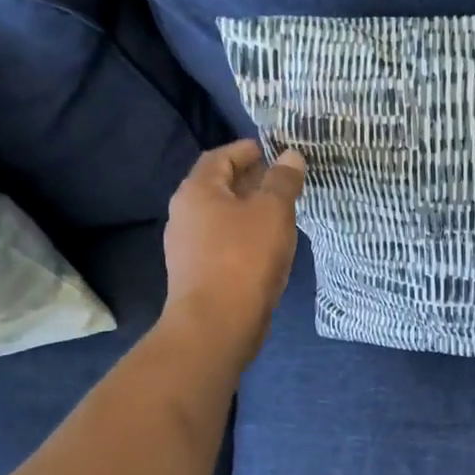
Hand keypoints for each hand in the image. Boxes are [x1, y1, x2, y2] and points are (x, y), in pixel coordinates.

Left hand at [163, 140, 306, 363]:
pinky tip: (266, 246)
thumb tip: (290, 156)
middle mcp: (184, 214)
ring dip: (248, 209)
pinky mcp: (196, 273)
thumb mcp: (273, 211)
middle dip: (250, 179)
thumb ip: (283, 180)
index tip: (273, 150)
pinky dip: (243, 235)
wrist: (216, 324)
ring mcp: (187, 246)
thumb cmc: (244, 258)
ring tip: (281, 212)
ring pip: (221, 216)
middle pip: (218, 186)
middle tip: (283, 180)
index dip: (247, 150)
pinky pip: (222, 242)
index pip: (220, 156)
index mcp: (196, 191)